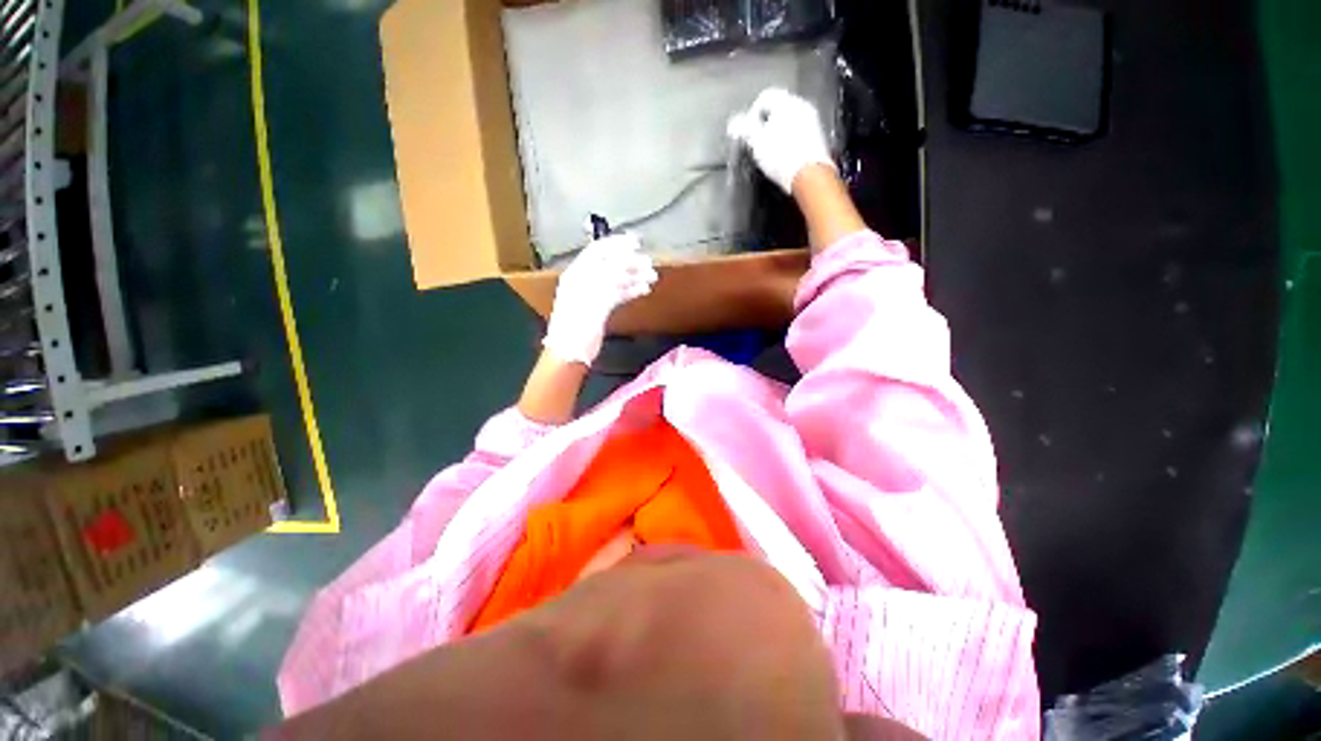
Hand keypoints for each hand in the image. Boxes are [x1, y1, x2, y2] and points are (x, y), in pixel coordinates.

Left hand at [544, 233, 657, 365]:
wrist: (571, 351)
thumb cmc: (578, 323)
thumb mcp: (596, 295)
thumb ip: (611, 274)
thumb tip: (627, 257)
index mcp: (578, 273)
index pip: (599, 251)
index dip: (617, 244)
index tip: (637, 242)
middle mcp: (585, 281)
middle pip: (610, 265)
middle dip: (630, 262)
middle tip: (649, 263)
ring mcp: (592, 295)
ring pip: (616, 280)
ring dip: (634, 276)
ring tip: (652, 277)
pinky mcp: (599, 309)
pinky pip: (617, 294)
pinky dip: (630, 290)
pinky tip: (643, 289)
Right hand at [727, 88, 833, 194]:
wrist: (808, 175)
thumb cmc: (781, 157)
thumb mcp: (756, 142)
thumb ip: (745, 128)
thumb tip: (735, 122)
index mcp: (785, 101)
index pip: (764, 97)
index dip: (752, 115)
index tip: (748, 132)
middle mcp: (801, 105)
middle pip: (778, 108)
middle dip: (766, 124)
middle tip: (758, 143)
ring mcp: (812, 120)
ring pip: (789, 120)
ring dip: (778, 133)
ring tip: (771, 152)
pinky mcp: (818, 137)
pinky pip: (799, 132)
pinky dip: (789, 141)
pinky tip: (784, 157)